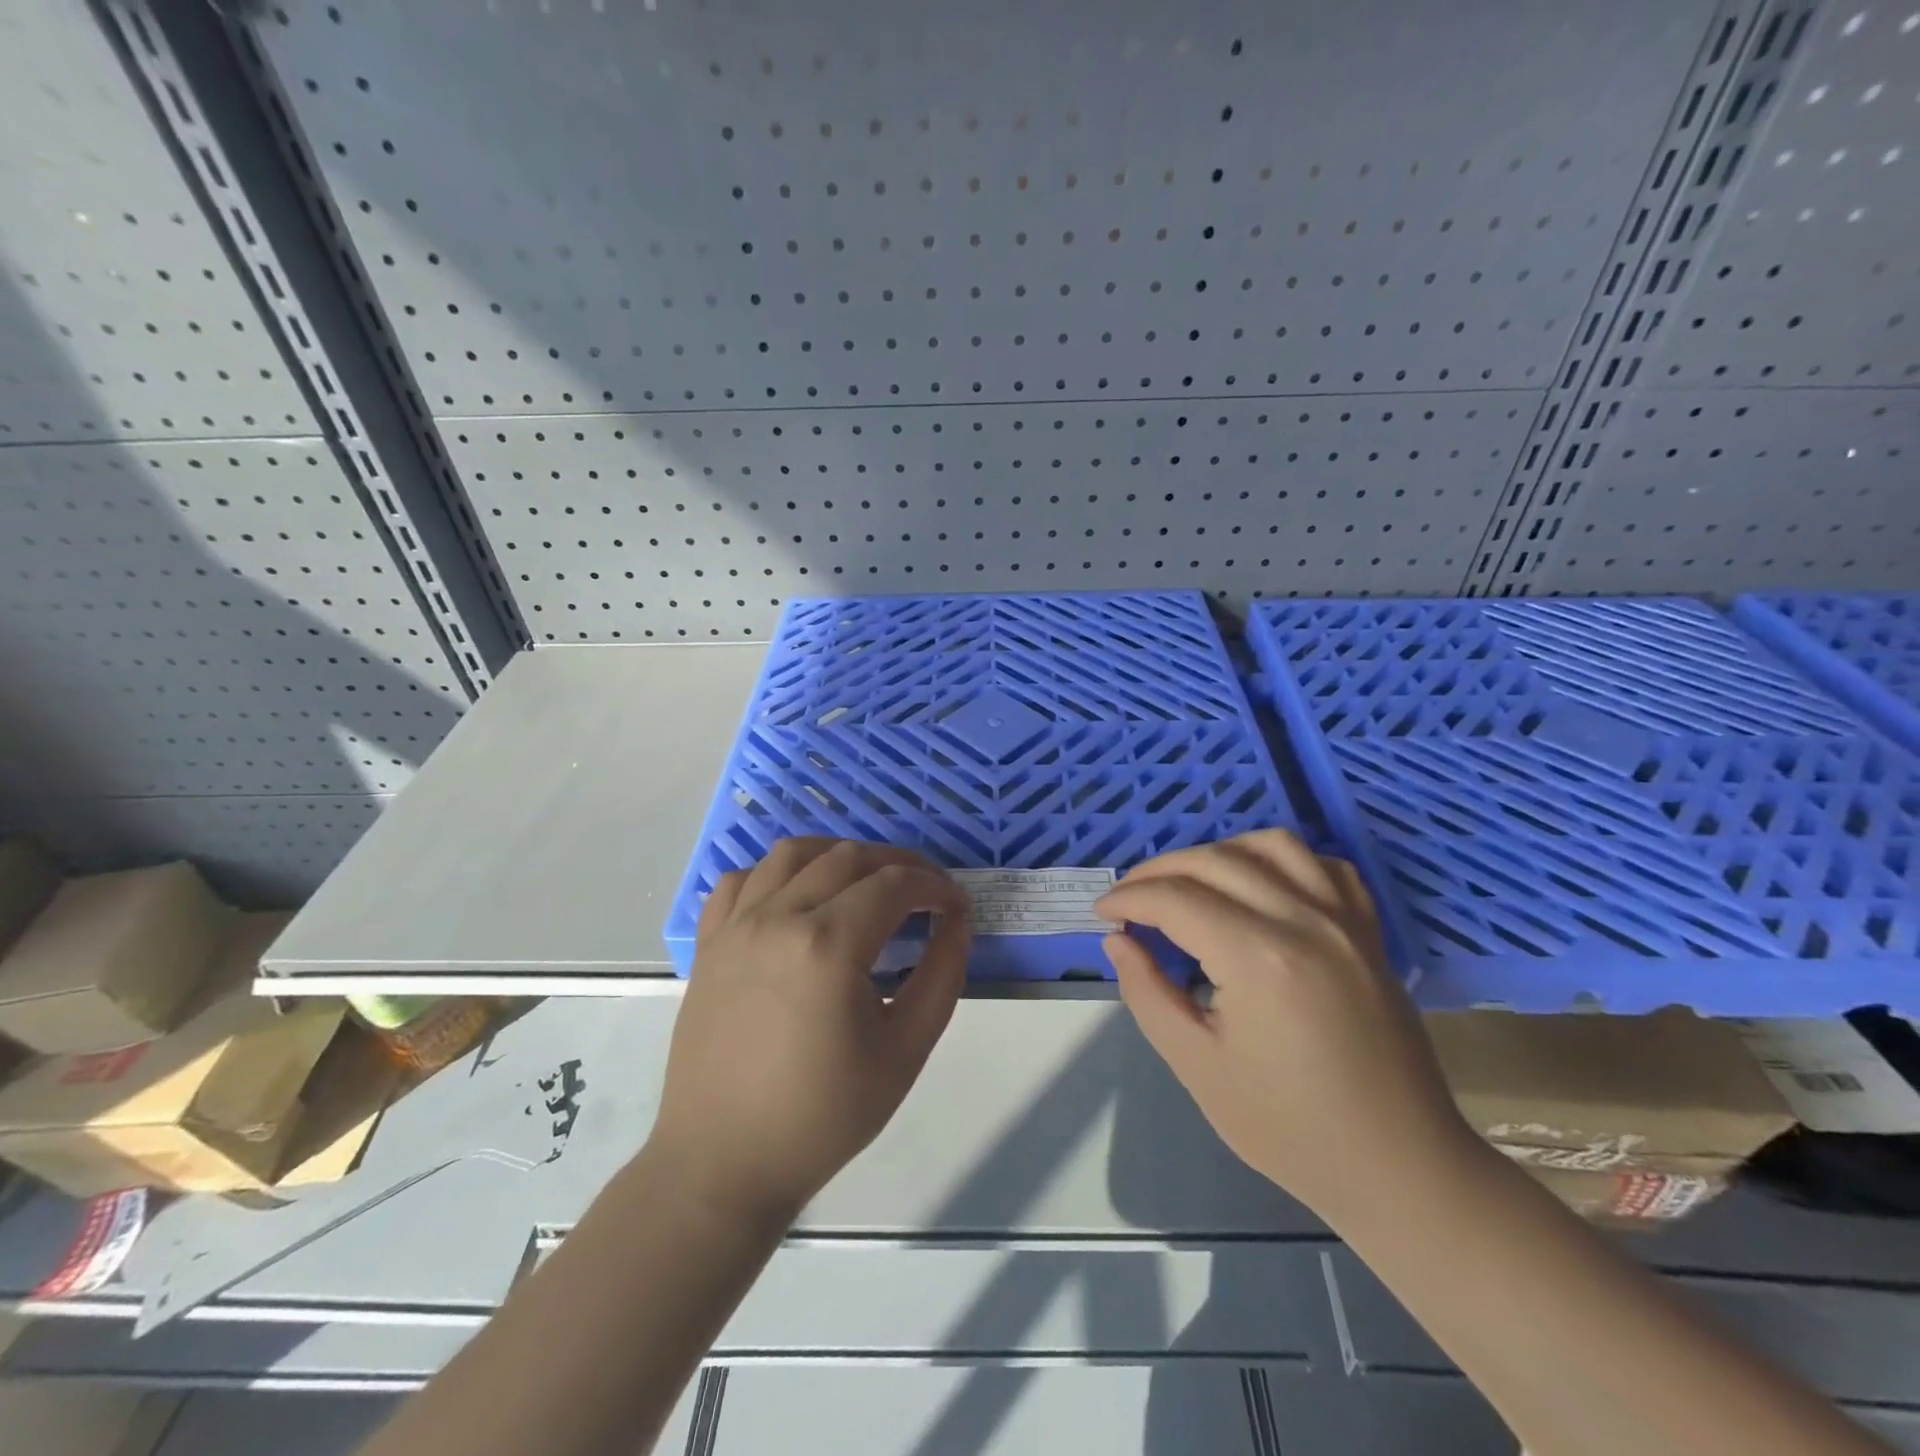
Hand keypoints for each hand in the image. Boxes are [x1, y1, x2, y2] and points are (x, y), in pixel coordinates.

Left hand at [648, 838, 971, 1224]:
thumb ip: (942, 975)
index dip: (935, 886)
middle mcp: (778, 917)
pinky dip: (777, 873)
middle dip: (898, 864)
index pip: (895, 884)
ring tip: (865, 882)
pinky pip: (741, 880)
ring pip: (793, 853)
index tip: (956, 905)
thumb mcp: (905, 1050)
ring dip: (839, 855)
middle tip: (924, 892)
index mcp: (828, 943)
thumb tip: (956, 921)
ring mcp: (736, 925)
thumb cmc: (823, 1114)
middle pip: (848, 857)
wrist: (725, 1162)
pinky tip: (797, 898)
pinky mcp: (709, 943)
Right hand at [1098, 830, 1474, 1224]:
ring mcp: (1345, 921)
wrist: (1399, 1168)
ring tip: (1189, 882)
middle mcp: (1304, 921)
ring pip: (1271, 845)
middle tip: (1130, 898)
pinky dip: (1281, 860)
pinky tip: (1259, 885)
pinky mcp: (1368, 932)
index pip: (1175, 899)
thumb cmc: (1290, 1129)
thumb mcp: (1197, 1066)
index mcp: (1258, 959)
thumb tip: (1118, 942)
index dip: (1129, 899)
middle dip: (1159, 871)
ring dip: (1218, 852)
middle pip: (1215, 861)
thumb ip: (1147, 993)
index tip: (1103, 914)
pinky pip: (1324, 866)